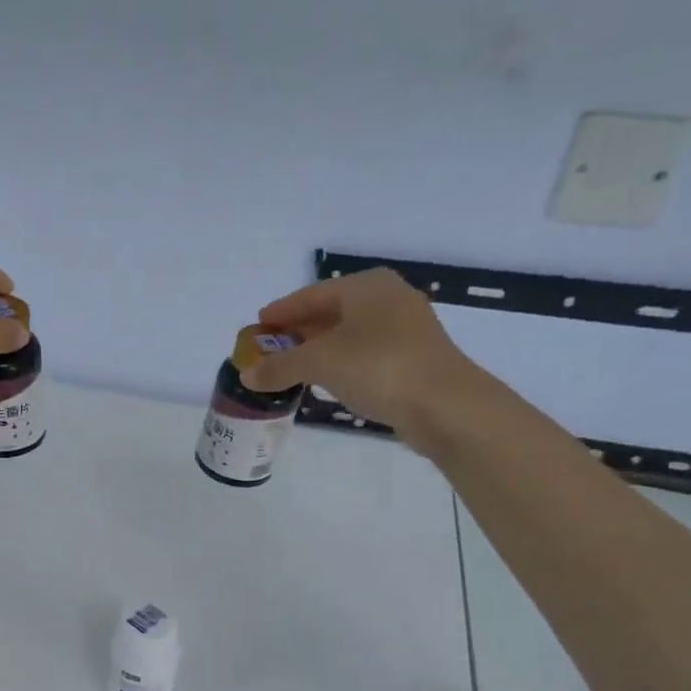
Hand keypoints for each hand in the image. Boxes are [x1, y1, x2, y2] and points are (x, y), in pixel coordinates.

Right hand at [239, 269, 486, 459]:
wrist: (444, 404)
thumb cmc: (378, 367)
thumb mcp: (319, 363)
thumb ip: (279, 367)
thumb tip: (246, 375)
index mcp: (366, 286)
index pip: (311, 294)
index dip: (282, 311)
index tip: (258, 326)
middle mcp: (387, 298)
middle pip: (330, 312)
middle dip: (298, 331)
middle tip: (269, 349)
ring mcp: (404, 329)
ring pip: (348, 334)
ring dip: (317, 350)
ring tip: (290, 367)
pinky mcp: (412, 358)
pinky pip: (364, 354)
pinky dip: (339, 363)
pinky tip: (324, 380)